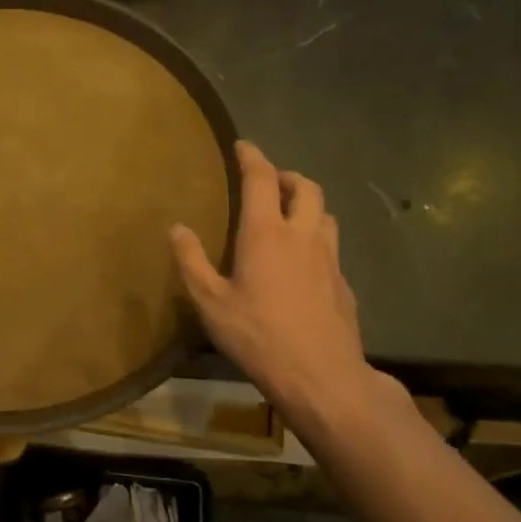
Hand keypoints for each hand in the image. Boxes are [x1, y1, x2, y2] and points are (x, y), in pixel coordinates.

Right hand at [171, 141, 388, 426]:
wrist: (321, 375)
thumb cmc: (258, 336)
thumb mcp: (210, 302)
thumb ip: (192, 261)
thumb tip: (177, 227)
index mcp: (266, 233)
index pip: (261, 179)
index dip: (252, 157)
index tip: (242, 145)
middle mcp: (303, 235)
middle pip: (306, 187)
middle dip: (287, 176)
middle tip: (269, 181)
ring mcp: (330, 259)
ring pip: (325, 214)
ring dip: (308, 204)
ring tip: (289, 215)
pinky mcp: (344, 283)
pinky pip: (331, 246)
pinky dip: (317, 238)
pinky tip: (304, 262)